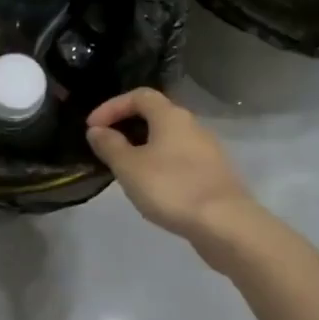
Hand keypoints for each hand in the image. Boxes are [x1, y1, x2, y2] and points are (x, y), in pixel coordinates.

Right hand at [87, 88, 259, 251]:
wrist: (226, 224)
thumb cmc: (172, 187)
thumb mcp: (129, 167)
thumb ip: (110, 145)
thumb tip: (97, 130)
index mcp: (171, 116)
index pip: (139, 95)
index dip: (112, 106)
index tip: (92, 127)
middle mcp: (192, 125)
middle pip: (156, 115)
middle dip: (128, 126)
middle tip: (107, 146)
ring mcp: (207, 150)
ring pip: (169, 139)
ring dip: (144, 147)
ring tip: (126, 169)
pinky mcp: (215, 174)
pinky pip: (181, 159)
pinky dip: (161, 164)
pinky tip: (153, 187)